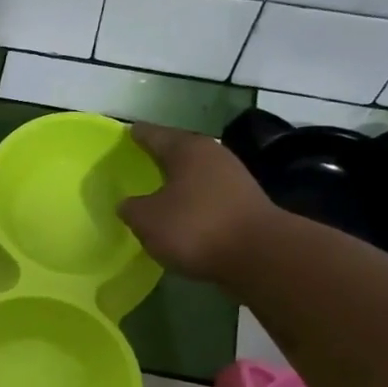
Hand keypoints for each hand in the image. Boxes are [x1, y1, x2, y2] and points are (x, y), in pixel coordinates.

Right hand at [118, 121, 278, 283]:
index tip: (128, 131)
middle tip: (141, 161)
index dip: (138, 135)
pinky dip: (194, 201)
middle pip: (180, 151)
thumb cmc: (195, 227)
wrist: (259, 255)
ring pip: (196, 174)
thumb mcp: (147, 220)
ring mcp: (234, 178)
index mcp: (186, 150)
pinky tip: (183, 214)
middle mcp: (213, 155)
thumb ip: (131, 209)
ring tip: (159, 190)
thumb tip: (128, 204)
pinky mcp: (245, 204)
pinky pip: (209, 196)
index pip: (155, 135)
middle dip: (161, 157)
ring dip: (179, 181)